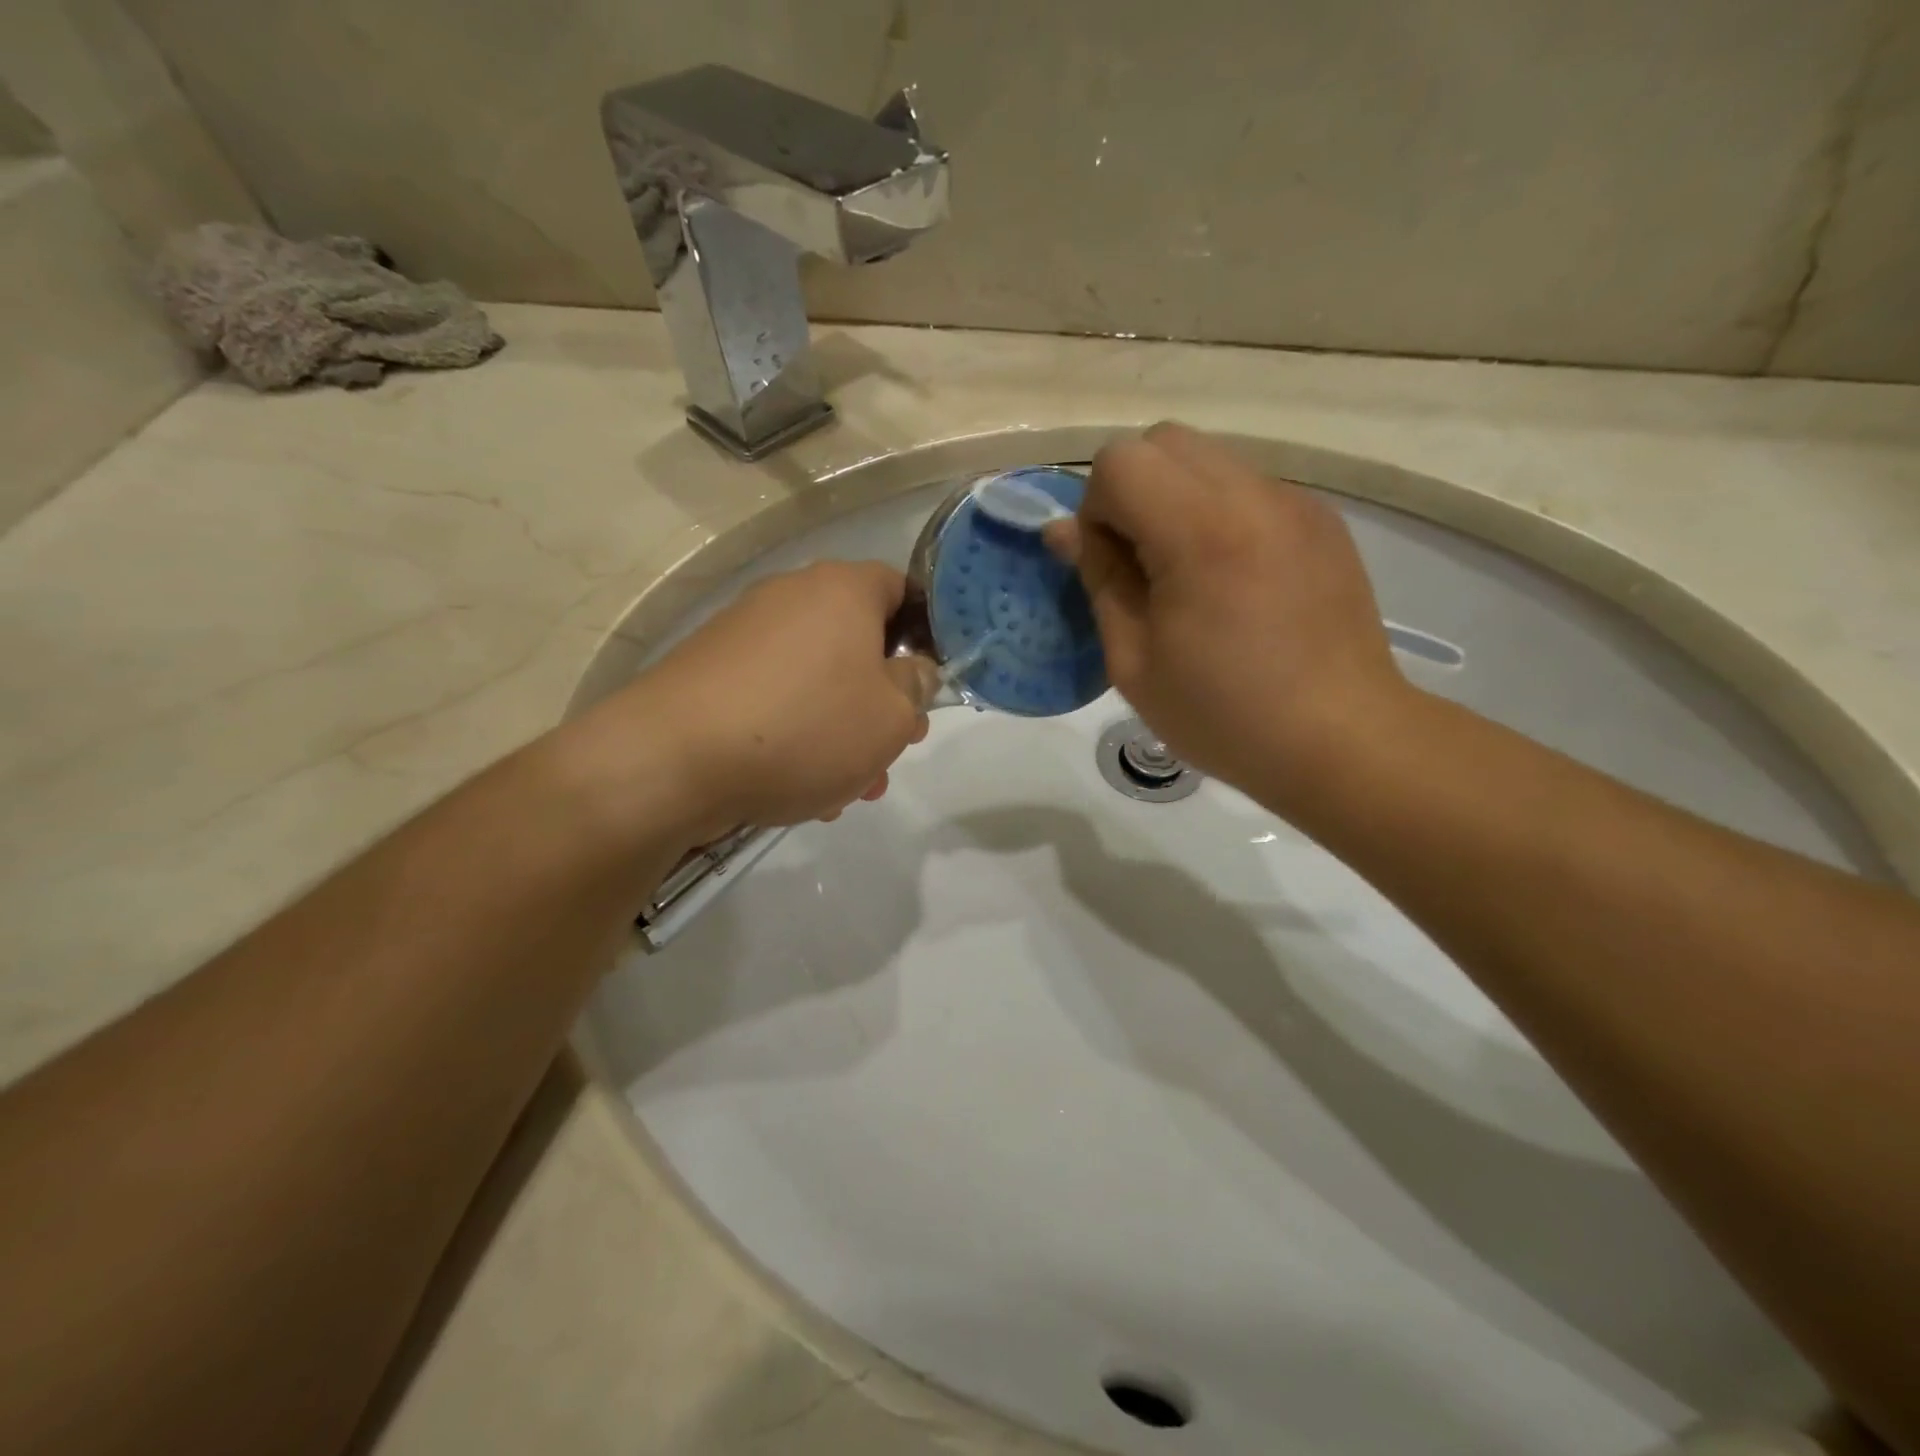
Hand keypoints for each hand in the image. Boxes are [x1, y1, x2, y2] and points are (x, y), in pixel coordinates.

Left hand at [576, 561, 936, 841]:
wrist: (672, 760)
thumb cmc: (805, 727)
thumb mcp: (891, 717)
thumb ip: (918, 687)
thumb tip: (913, 671)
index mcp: (841, 589)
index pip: (901, 589)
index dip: (925, 636)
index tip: (928, 685)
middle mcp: (790, 597)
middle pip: (857, 644)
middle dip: (881, 702)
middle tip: (891, 751)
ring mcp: (743, 634)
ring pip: (816, 680)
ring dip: (840, 731)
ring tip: (845, 790)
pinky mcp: (709, 673)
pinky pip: (773, 698)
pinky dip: (794, 734)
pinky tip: (798, 788)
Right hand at [1046, 422, 1402, 805]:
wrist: (1342, 740)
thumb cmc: (1224, 715)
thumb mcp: (1134, 662)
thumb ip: (1099, 580)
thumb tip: (1063, 530)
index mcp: (1200, 532)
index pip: (1120, 462)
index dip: (1097, 508)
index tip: (1110, 567)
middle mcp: (1253, 496)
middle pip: (1164, 442)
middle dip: (1133, 491)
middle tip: (1142, 565)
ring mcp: (1296, 502)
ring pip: (1209, 459)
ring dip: (1176, 500)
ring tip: (1189, 575)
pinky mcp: (1322, 520)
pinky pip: (1249, 488)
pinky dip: (1220, 514)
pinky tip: (1235, 581)